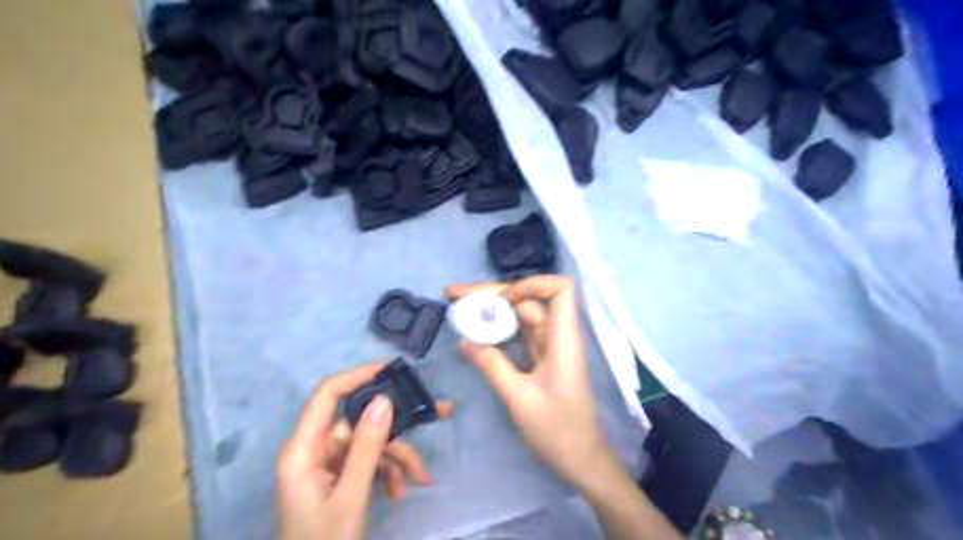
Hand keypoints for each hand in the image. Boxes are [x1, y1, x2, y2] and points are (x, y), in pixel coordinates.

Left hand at [277, 363, 453, 538]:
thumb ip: (367, 448)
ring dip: (396, 457)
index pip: (328, 394)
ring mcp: (327, 464)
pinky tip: (401, 490)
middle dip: (395, 427)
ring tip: (419, 477)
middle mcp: (314, 449)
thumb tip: (384, 400)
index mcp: (303, 449)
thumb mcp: (350, 497)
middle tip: (433, 413)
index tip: (393, 371)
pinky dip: (388, 471)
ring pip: (369, 442)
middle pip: (358, 421)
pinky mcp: (338, 477)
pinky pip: (368, 461)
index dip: (358, 376)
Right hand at [446, 277, 615, 491]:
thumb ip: (491, 365)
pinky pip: (517, 333)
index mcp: (563, 339)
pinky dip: (495, 328)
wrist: (581, 458)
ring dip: (489, 309)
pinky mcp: (540, 357)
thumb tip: (463, 341)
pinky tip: (473, 330)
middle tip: (452, 294)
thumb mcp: (519, 398)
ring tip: (456, 307)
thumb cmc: (557, 430)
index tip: (502, 298)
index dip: (532, 284)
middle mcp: (557, 335)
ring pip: (519, 315)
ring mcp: (548, 346)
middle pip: (528, 300)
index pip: (561, 290)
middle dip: (491, 293)